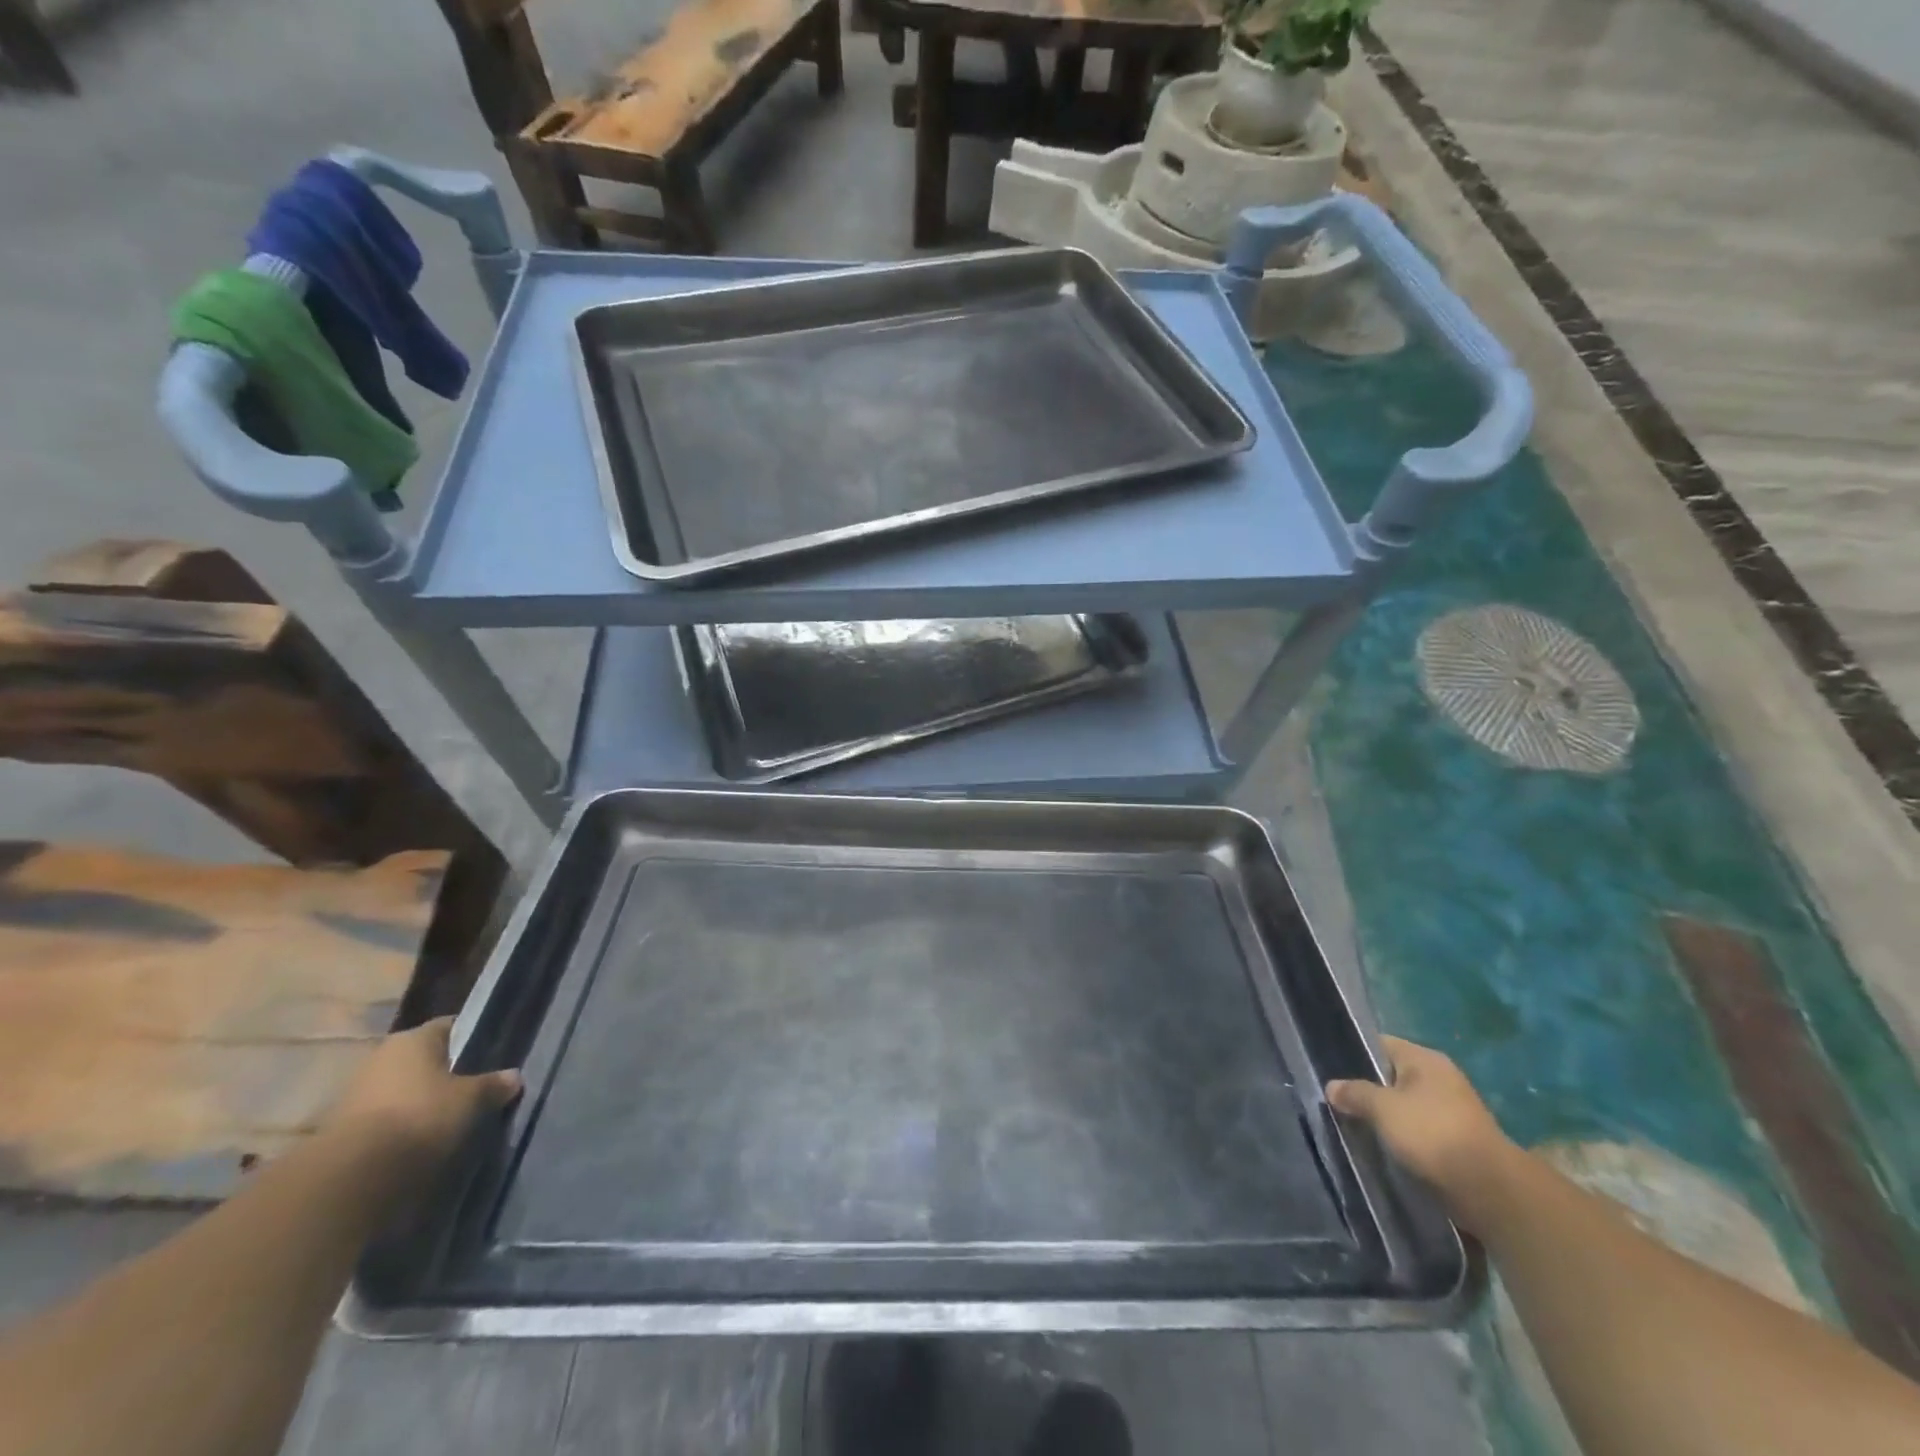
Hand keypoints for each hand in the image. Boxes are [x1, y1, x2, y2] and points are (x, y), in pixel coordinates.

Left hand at [325, 1018, 521, 1166]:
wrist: (351, 1176)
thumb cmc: (421, 1117)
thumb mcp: (472, 1099)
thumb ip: (494, 1084)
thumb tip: (514, 1076)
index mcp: (415, 1037)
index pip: (452, 1026)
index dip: (473, 1038)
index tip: (492, 1055)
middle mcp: (383, 1055)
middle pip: (425, 1058)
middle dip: (448, 1073)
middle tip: (474, 1090)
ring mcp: (358, 1090)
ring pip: (404, 1088)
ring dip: (423, 1101)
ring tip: (450, 1120)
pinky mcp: (343, 1126)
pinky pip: (386, 1116)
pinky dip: (403, 1124)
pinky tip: (421, 1141)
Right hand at [1327, 1036, 1519, 1231]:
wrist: (1489, 1190)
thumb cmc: (1432, 1134)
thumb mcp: (1383, 1108)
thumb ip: (1354, 1093)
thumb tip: (1332, 1087)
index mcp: (1425, 1059)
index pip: (1380, 1044)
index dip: (1354, 1055)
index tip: (1331, 1071)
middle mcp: (1440, 1077)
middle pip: (1391, 1076)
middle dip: (1368, 1089)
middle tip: (1339, 1102)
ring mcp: (1452, 1110)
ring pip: (1405, 1105)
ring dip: (1385, 1116)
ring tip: (1356, 1126)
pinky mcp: (1457, 1140)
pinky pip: (1419, 1130)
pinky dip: (1402, 1137)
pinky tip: (1383, 1146)